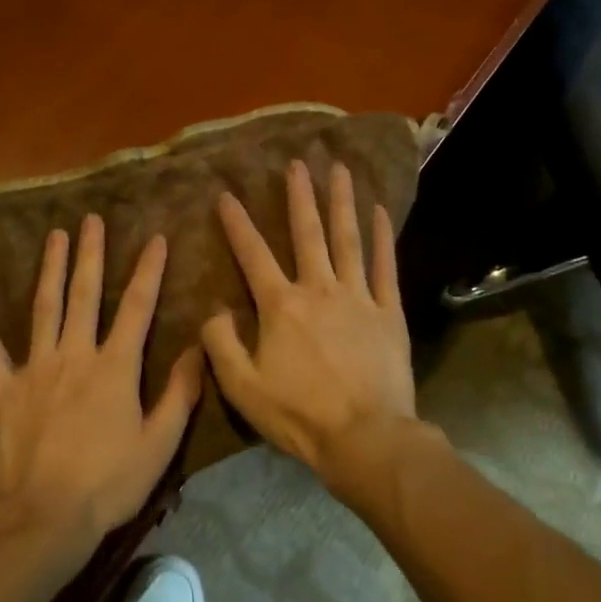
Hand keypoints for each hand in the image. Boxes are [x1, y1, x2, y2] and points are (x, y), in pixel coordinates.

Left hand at [0, 215, 201, 546]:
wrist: (46, 516)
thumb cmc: (109, 483)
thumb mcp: (160, 443)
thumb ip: (180, 393)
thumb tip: (198, 348)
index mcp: (115, 367)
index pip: (138, 307)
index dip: (149, 270)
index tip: (157, 238)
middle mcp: (76, 354)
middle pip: (86, 294)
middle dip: (91, 254)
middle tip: (91, 220)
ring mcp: (36, 367)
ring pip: (45, 306)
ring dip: (51, 268)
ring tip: (55, 235)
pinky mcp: (4, 387)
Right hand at [202, 161, 425, 499]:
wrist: (365, 438)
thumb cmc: (298, 415)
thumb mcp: (242, 387)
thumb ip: (221, 344)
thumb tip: (212, 311)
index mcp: (281, 306)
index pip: (253, 255)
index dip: (237, 224)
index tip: (227, 196)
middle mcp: (318, 289)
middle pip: (307, 234)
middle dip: (299, 196)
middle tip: (297, 163)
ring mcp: (358, 298)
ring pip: (348, 239)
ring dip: (341, 202)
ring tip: (339, 169)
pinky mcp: (388, 313)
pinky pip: (386, 267)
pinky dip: (383, 237)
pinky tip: (381, 212)